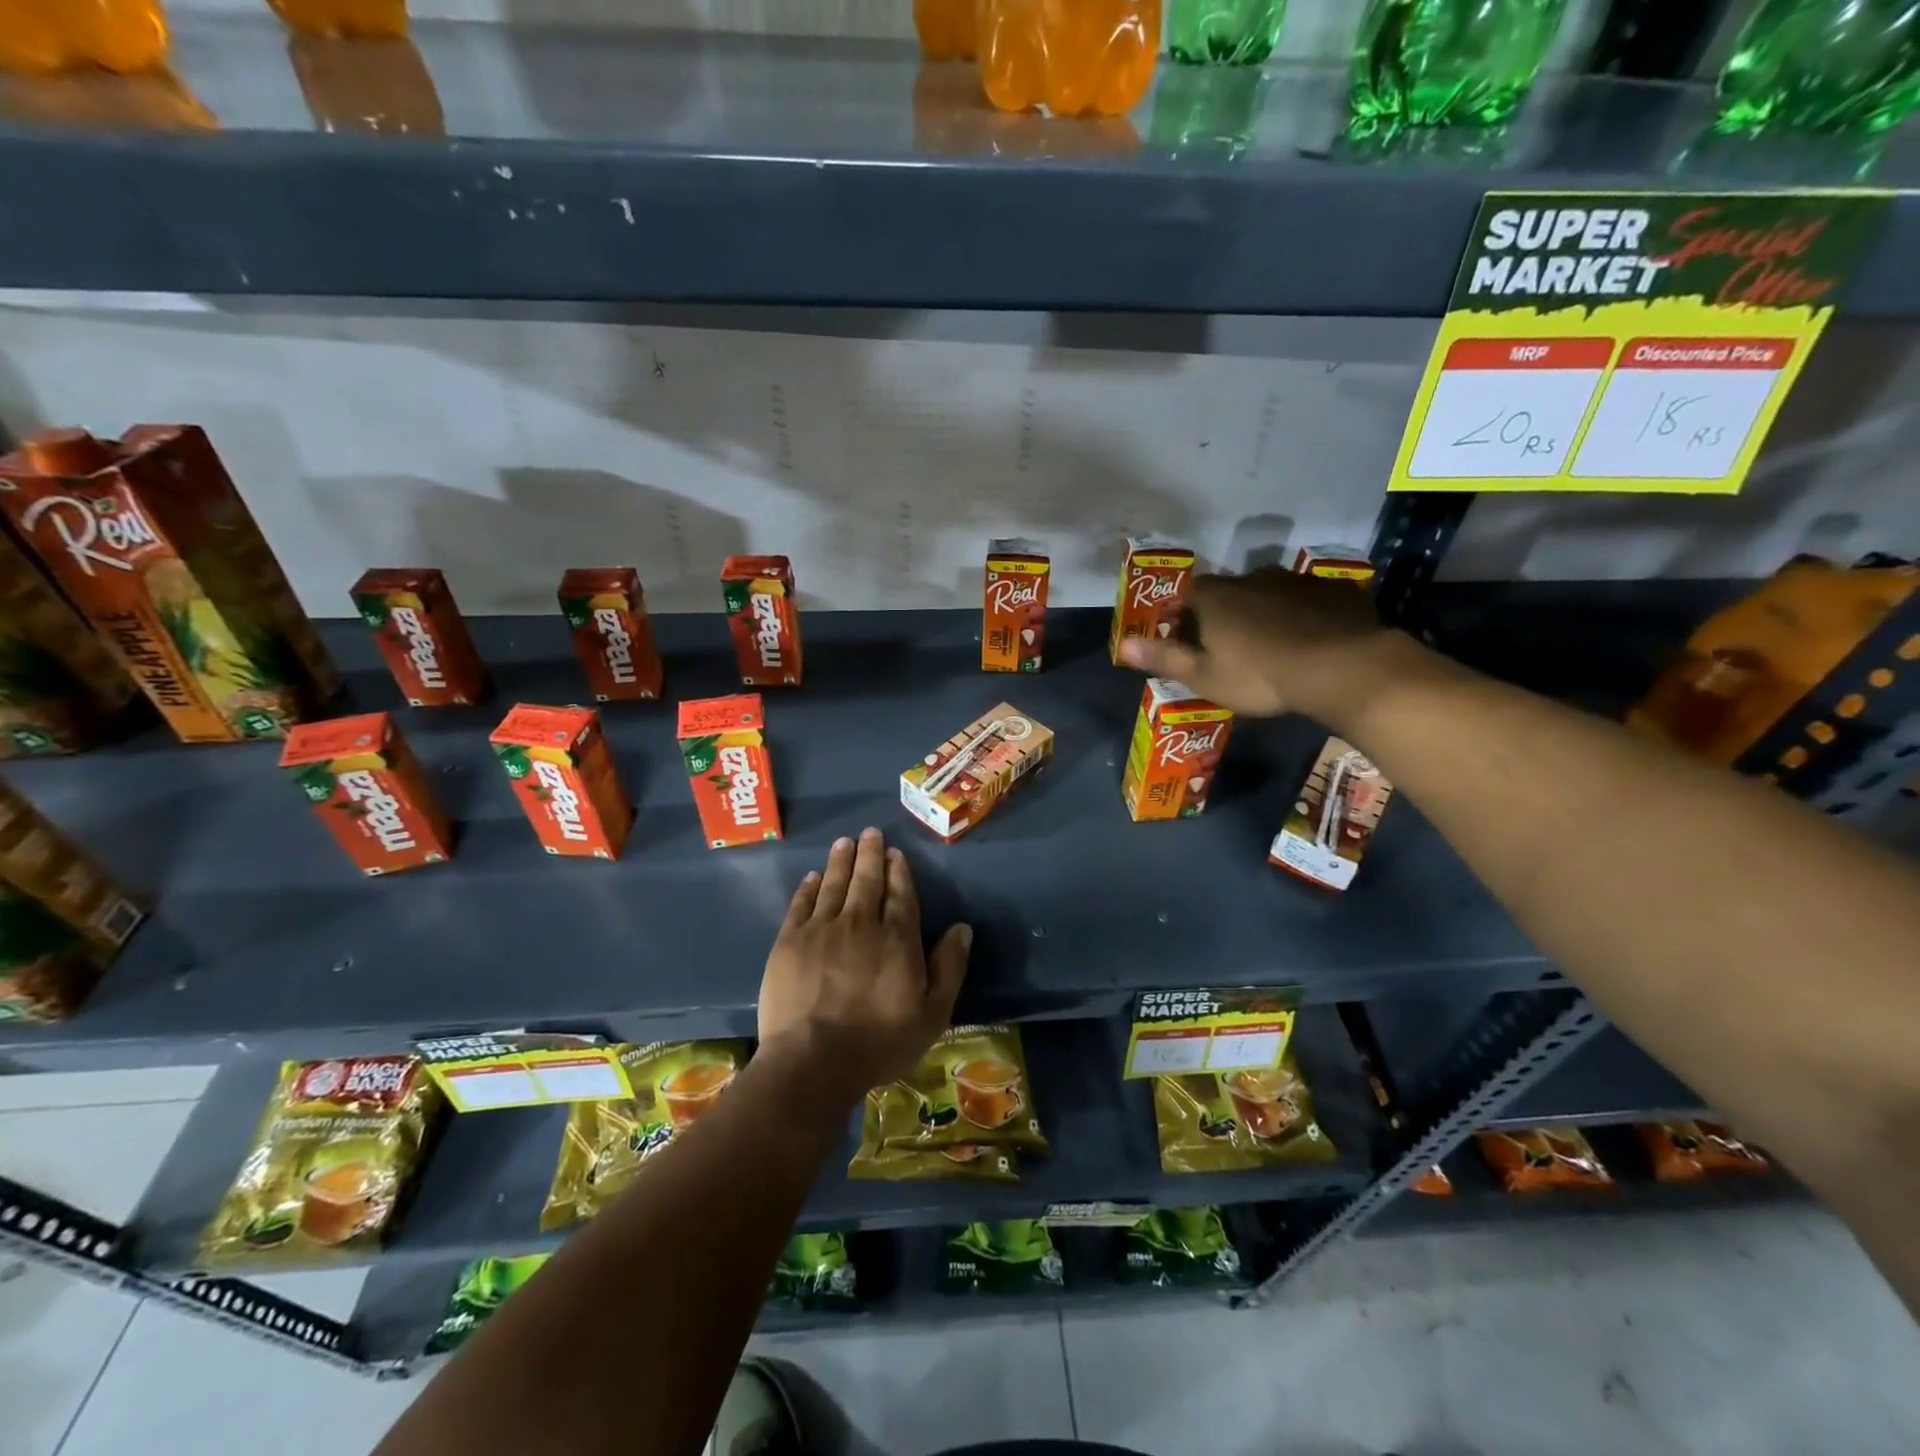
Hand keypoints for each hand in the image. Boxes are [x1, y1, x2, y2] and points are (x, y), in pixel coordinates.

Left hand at [759, 827, 970, 1100]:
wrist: (812, 1061)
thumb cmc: (879, 1042)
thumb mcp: (932, 1014)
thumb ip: (950, 967)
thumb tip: (962, 928)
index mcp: (897, 938)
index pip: (900, 894)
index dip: (898, 871)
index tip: (895, 852)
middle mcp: (860, 923)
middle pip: (867, 880)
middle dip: (870, 854)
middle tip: (870, 832)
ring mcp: (821, 930)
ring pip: (834, 885)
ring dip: (840, 861)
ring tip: (844, 843)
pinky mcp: (789, 942)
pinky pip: (801, 904)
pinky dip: (808, 887)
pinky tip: (812, 877)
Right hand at [1118, 569, 1416, 725]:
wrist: (1341, 667)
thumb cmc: (1260, 675)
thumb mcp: (1204, 676)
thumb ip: (1164, 658)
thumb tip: (1122, 644)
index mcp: (1215, 597)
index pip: (1186, 594)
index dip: (1182, 614)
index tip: (1185, 638)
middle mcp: (1251, 578)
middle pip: (1227, 592)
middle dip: (1223, 614)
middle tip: (1229, 647)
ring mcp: (1295, 581)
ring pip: (1269, 593)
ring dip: (1264, 612)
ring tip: (1271, 646)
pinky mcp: (1334, 590)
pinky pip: (1309, 600)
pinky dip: (1304, 615)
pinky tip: (1311, 640)